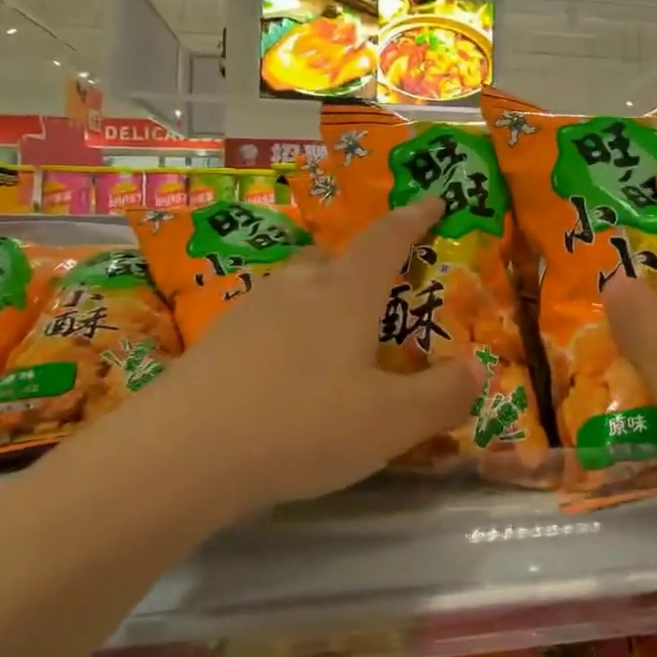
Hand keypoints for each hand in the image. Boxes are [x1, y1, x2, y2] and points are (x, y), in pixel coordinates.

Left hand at [137, 197, 481, 514]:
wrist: (179, 456)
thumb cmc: (302, 425)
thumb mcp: (390, 422)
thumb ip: (441, 395)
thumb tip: (478, 369)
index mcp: (346, 294)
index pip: (387, 239)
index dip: (414, 218)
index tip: (432, 200)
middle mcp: (299, 288)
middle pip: (336, 260)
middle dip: (363, 267)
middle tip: (382, 293)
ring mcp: (251, 312)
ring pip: (298, 289)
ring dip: (323, 301)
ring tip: (337, 340)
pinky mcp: (216, 343)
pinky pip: (268, 323)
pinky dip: (289, 335)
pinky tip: (287, 376)